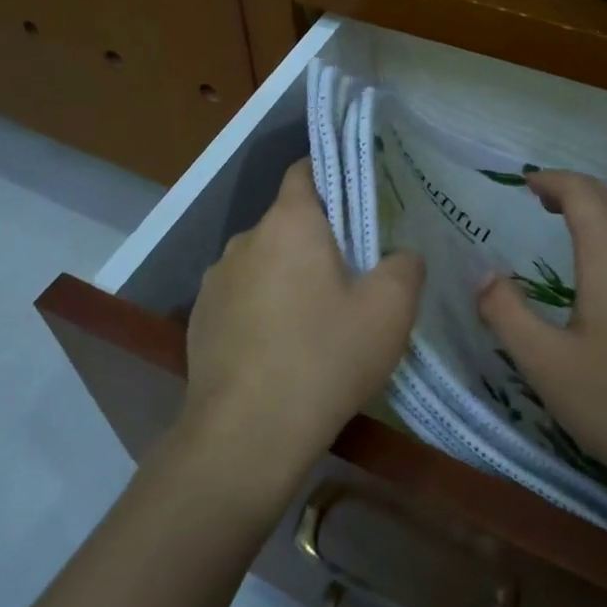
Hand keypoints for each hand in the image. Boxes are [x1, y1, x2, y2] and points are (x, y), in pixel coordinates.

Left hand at [181, 160, 423, 503]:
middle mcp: (245, 239)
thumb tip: (401, 255)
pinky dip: (262, 311)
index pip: (306, 171)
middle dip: (319, 242)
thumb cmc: (324, 358)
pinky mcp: (200, 320)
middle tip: (353, 278)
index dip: (334, 178)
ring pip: (264, 264)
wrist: (246, 435)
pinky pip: (242, 299)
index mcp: (288, 222)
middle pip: (288, 223)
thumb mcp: (389, 311)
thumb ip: (405, 267)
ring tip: (316, 323)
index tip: (359, 204)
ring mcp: (215, 281)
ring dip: (288, 279)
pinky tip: (281, 352)